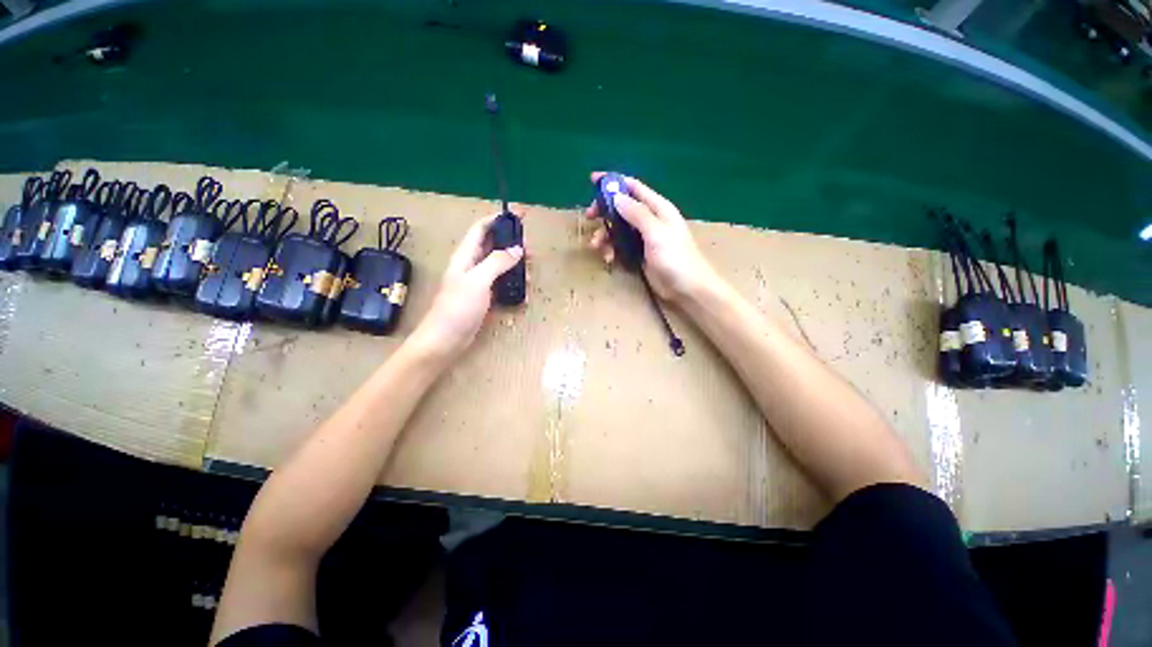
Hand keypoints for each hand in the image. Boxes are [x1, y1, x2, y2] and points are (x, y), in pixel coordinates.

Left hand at [409, 213, 524, 360]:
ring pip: (499, 264)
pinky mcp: (484, 296)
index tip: (519, 215)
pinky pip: (501, 282)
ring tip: (531, 267)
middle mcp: (472, 265)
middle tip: (531, 246)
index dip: (498, 219)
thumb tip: (517, 249)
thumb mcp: (478, 281)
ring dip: (514, 263)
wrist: (445, 339)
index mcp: (465, 255)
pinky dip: (512, 280)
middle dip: (511, 242)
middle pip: (493, 245)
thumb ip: (497, 262)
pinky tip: (523, 286)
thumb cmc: (458, 307)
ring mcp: (478, 282)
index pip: (481, 228)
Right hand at [585, 172, 717, 302]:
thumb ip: (637, 214)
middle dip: (604, 211)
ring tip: (596, 246)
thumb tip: (616, 197)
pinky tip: (609, 259)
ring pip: (618, 229)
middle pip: (621, 208)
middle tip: (589, 216)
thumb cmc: (675, 257)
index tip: (592, 180)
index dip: (613, 182)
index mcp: (657, 208)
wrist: (686, 288)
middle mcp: (649, 219)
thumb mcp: (656, 233)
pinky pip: (620, 246)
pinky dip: (612, 250)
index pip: (633, 187)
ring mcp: (643, 238)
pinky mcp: (639, 254)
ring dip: (605, 235)